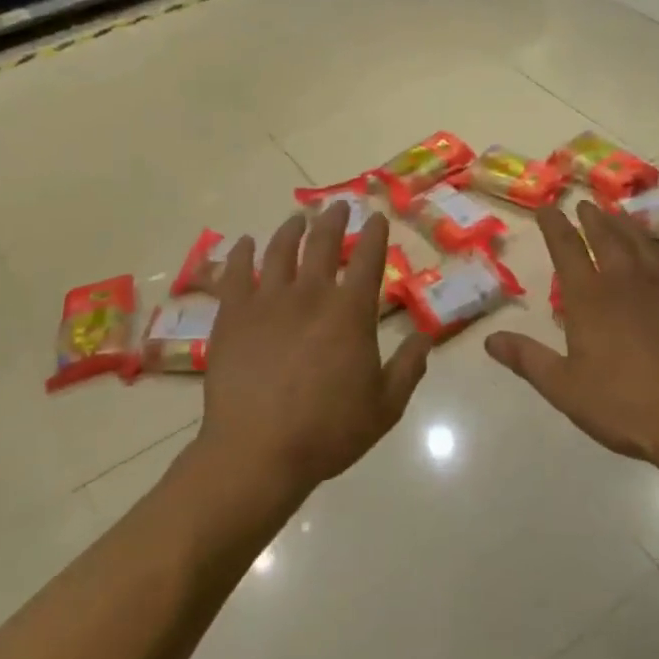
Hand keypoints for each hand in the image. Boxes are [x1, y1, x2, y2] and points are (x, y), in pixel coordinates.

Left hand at [198, 203, 431, 504]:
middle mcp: (311, 294)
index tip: (377, 217)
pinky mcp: (232, 315)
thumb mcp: (385, 406)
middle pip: (322, 243)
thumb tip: (426, 337)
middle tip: (338, 207)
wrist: (257, 451)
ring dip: (291, 229)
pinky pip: (235, 272)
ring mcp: (267, 301)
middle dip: (334, 220)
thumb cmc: (328, 431)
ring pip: (279, 250)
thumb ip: (409, 367)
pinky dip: (241, 253)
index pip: (368, 259)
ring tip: (297, 218)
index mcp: (350, 312)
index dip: (375, 234)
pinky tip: (244, 242)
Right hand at [485, 202, 658, 475]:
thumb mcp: (564, 388)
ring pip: (642, 241)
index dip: (553, 225)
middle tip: (584, 204)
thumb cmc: (624, 406)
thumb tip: (489, 339)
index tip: (546, 208)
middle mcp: (625, 279)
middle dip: (591, 217)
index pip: (565, 248)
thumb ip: (527, 358)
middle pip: (605, 236)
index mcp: (588, 297)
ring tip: (618, 213)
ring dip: (627, 224)